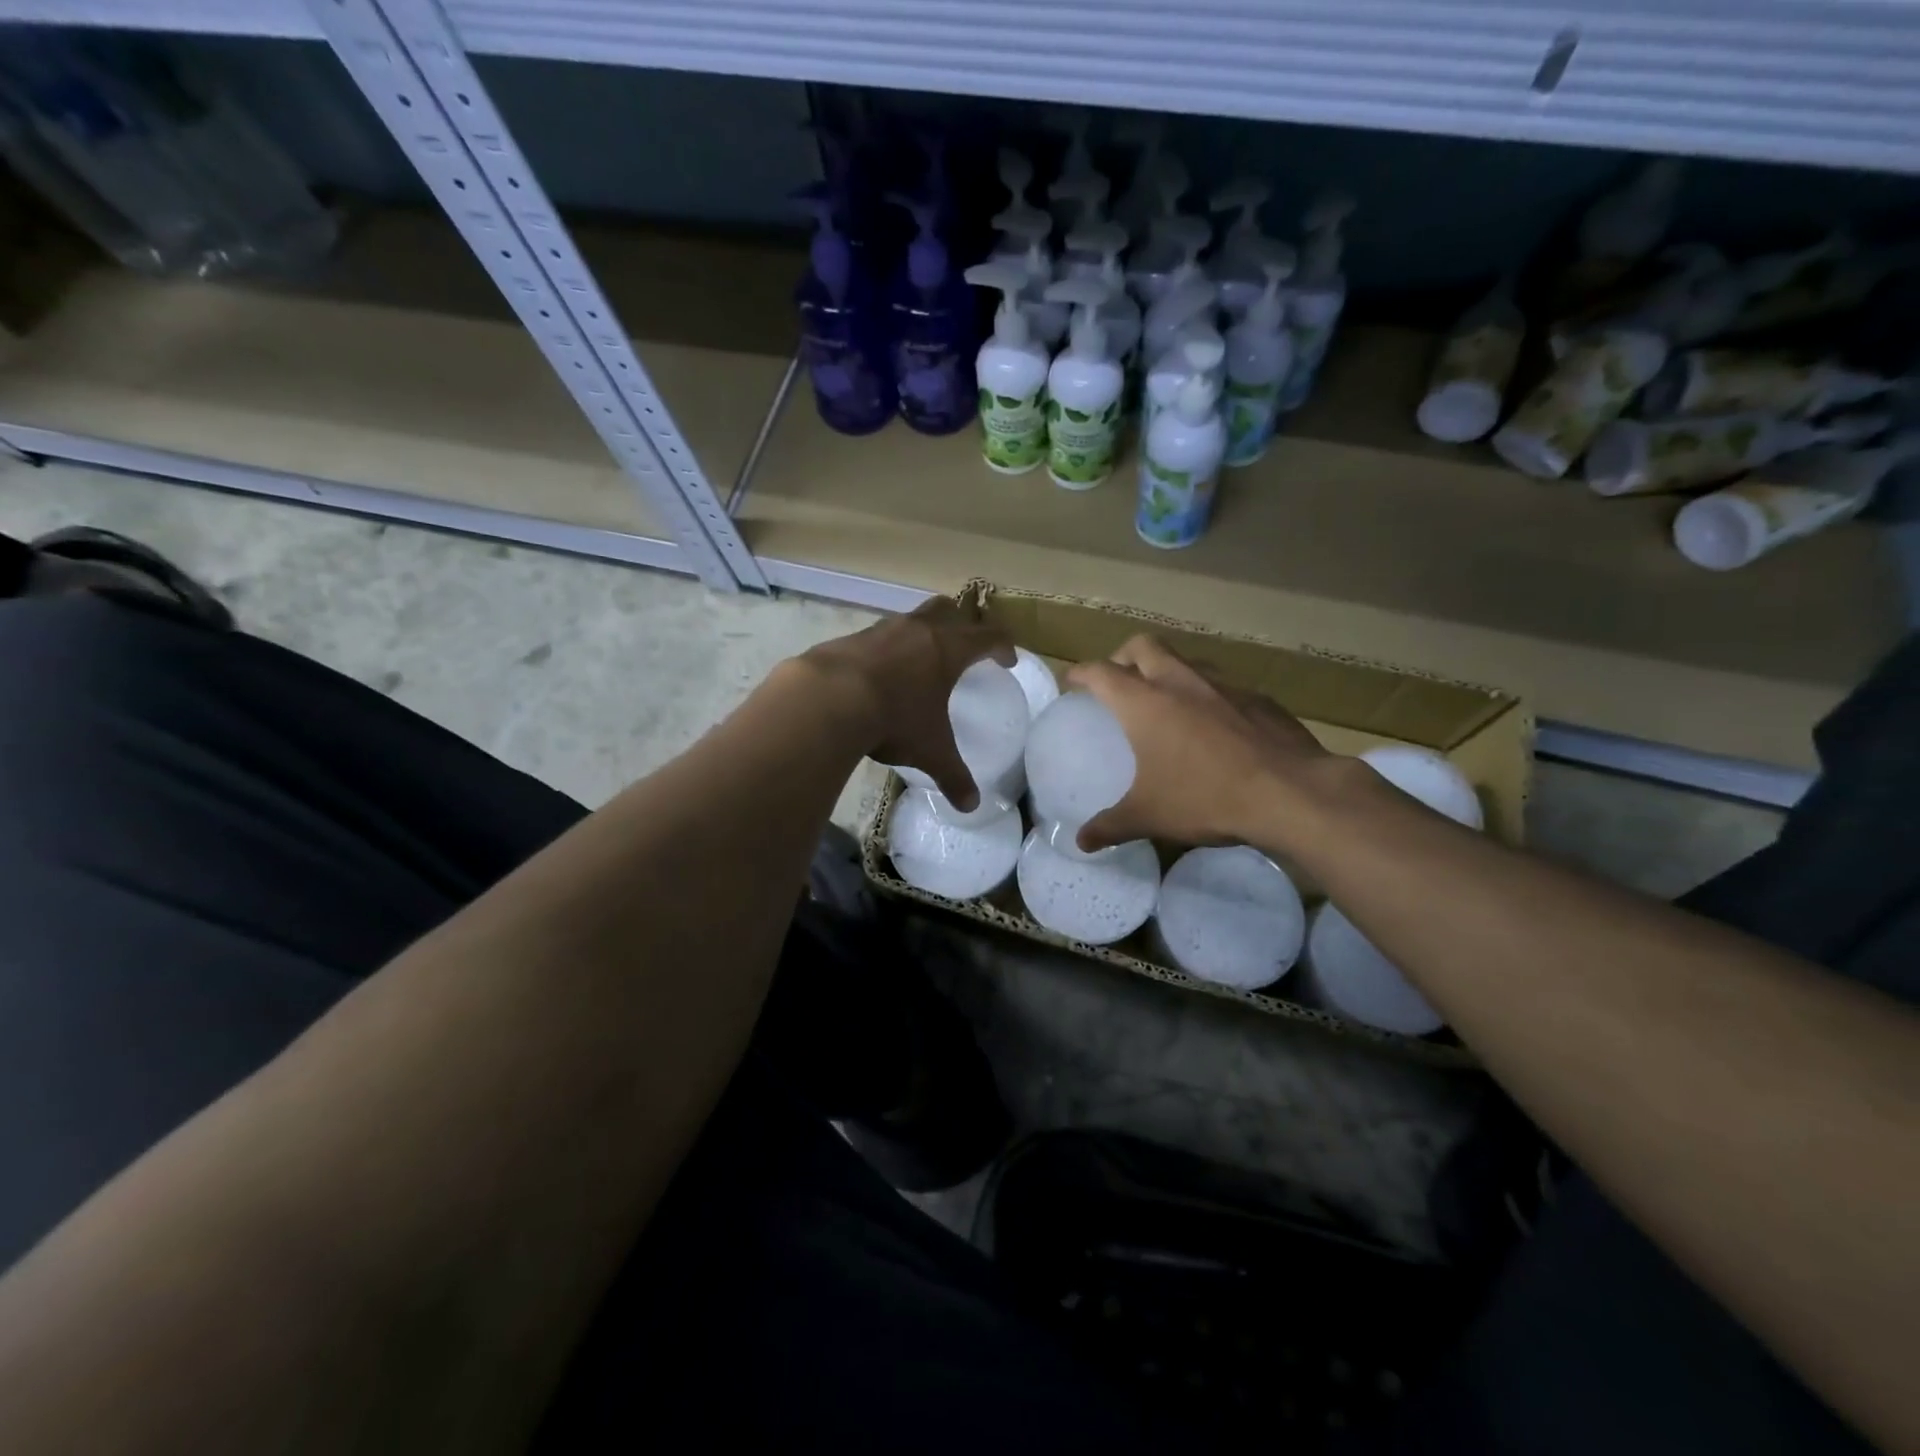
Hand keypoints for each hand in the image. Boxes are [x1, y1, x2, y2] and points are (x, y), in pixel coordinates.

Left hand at [800, 597, 1014, 809]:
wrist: (828, 698)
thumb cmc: (894, 719)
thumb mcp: (930, 751)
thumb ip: (953, 776)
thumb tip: (971, 806)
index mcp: (948, 649)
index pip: (987, 636)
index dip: (1002, 645)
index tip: (1007, 660)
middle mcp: (918, 630)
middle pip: (950, 609)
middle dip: (963, 622)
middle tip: (965, 644)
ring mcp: (882, 630)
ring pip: (912, 618)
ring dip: (922, 632)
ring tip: (921, 660)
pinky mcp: (852, 638)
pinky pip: (879, 635)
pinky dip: (888, 648)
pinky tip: (881, 674)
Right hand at [1066, 635, 1329, 851]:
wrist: (1290, 792)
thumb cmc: (1206, 798)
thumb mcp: (1149, 816)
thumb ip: (1110, 827)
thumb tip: (1081, 842)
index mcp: (1145, 703)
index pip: (1101, 672)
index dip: (1081, 673)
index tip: (1071, 681)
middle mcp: (1180, 682)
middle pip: (1143, 646)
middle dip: (1123, 657)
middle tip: (1119, 681)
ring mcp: (1223, 685)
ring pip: (1185, 660)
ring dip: (1168, 670)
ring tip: (1166, 700)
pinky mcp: (1258, 697)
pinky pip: (1222, 684)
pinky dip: (1207, 694)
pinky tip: (1215, 725)